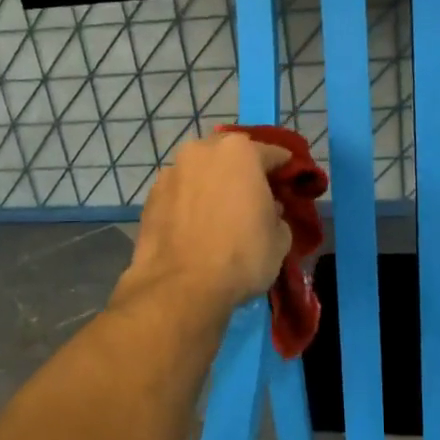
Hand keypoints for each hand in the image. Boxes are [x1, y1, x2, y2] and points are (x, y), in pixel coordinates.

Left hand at [116, 133, 290, 317]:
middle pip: (230, 155)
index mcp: (240, 152)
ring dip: (212, 185)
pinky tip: (196, 227)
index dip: (285, 170)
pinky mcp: (150, 197)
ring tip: (220, 214)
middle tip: (252, 198)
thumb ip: (278, 215)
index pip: (272, 153)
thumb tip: (268, 210)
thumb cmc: (241, 257)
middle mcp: (201, 151)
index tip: (290, 185)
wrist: (180, 287)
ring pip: (200, 172)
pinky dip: (190, 203)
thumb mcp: (280, 239)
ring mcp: (171, 172)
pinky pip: (180, 194)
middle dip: (243, 171)